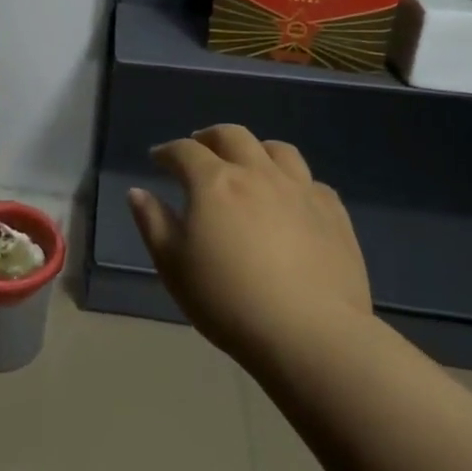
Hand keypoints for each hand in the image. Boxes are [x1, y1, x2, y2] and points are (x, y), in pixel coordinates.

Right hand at [128, 125, 369, 356]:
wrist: (309, 334)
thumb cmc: (228, 301)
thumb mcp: (173, 266)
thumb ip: (153, 223)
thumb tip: (138, 192)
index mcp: (214, 183)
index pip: (185, 151)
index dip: (168, 151)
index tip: (157, 159)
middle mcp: (257, 174)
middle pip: (232, 136)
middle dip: (210, 137)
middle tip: (199, 148)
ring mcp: (300, 190)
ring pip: (278, 150)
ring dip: (256, 149)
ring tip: (248, 163)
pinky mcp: (333, 213)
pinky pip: (312, 182)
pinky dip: (294, 181)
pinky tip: (290, 199)